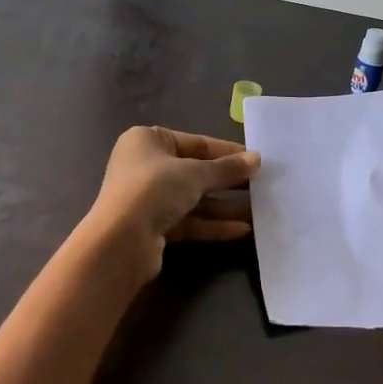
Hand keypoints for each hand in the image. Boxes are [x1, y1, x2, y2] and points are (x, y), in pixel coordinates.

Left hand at [87, 127, 258, 284]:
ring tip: (260, 209)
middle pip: (196, 171)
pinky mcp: (155, 227)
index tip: (256, 160)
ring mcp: (149, 199)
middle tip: (263, 185)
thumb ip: (227, 168)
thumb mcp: (195, 173)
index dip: (228, 151)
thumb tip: (256, 159)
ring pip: (195, 199)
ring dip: (225, 205)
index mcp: (148, 140)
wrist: (120, 243)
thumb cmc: (153, 190)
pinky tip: (243, 229)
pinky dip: (213, 224)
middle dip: (228, 180)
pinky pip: (190, 221)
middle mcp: (146, 166)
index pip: (196, 142)